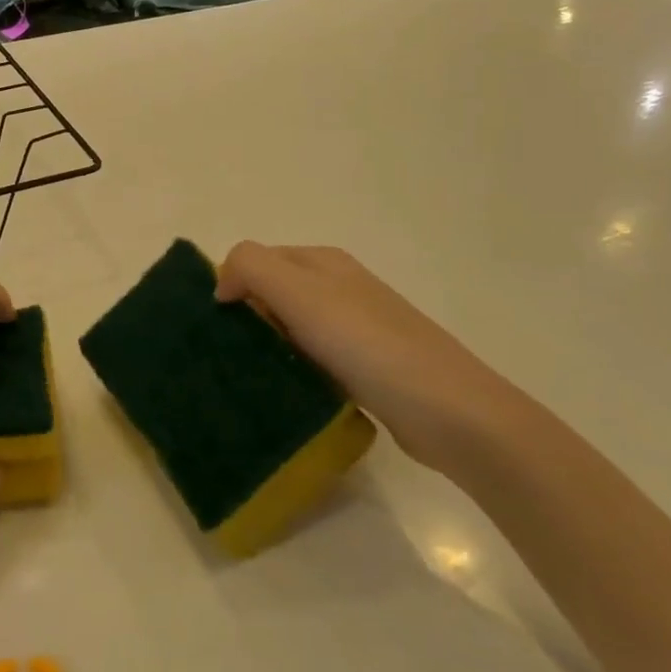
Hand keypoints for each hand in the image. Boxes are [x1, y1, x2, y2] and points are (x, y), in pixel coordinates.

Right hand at [215, 243, 514, 470]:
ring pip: (292, 328)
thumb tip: (223, 284)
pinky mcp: (366, 367)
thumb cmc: (367, 345)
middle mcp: (339, 286)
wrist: (451, 412)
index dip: (231, 286)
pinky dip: (294, 370)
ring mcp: (356, 327)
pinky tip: (288, 393)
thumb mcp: (300, 292)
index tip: (219, 328)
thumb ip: (251, 267)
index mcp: (322, 261)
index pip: (256, 259)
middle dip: (247, 318)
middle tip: (230, 356)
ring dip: (268, 347)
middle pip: (273, 293)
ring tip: (251, 378)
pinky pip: (313, 359)